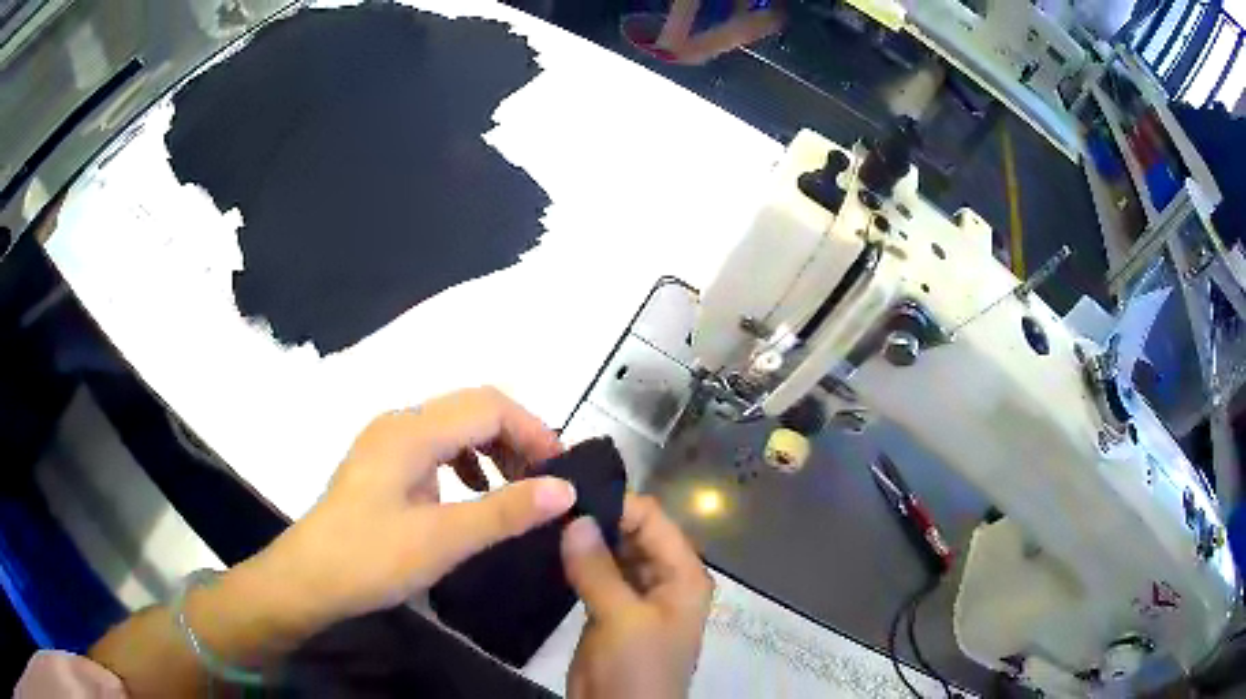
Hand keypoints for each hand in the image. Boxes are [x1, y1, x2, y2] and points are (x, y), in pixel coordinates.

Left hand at [257, 387, 577, 625]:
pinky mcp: (382, 464)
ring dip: (492, 450)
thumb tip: (564, 490)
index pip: (489, 406)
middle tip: (545, 482)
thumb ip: (505, 511)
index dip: (533, 430)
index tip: (561, 471)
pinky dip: (465, 463)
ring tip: (515, 488)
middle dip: (516, 438)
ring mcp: (387, 442)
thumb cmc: (371, 558)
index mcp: (412, 431)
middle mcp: (399, 423)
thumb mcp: (443, 539)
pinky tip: (471, 494)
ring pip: (454, 426)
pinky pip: (435, 447)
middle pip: (472, 409)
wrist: (309, 579)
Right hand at [561, 494, 713, 698]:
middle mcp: (663, 578)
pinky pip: (596, 575)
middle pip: (633, 533)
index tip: (570, 494)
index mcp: (683, 575)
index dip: (617, 504)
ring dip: (585, 539)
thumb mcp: (622, 619)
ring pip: (612, 553)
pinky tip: (548, 548)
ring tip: (544, 518)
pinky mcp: (609, 610)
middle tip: (551, 502)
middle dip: (598, 518)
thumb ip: (598, 568)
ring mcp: (635, 595)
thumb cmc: (637, 668)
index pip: (654, 520)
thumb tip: (575, 517)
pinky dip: (577, 562)